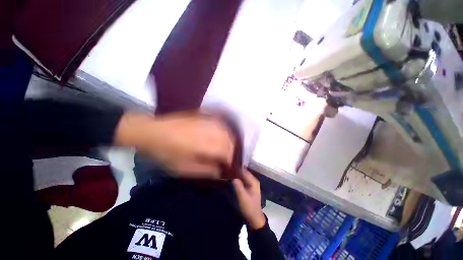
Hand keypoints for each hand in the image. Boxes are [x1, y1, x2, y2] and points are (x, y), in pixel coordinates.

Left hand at [115, 112, 234, 178]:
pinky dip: (223, 130)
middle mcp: (209, 132)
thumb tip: (220, 172)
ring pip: (226, 131)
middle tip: (227, 158)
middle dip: (231, 150)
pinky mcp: (203, 117)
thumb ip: (205, 171)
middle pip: (229, 140)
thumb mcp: (183, 168)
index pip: (226, 153)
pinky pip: (219, 123)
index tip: (229, 167)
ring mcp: (206, 122)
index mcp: (205, 146)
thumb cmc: (166, 152)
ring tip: (225, 147)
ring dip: (229, 140)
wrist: (152, 131)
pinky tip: (220, 134)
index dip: (230, 160)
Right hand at [233, 170, 265, 229]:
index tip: (229, 167)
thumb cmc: (249, 208)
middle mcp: (254, 181)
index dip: (237, 169)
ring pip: (244, 176)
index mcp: (254, 182)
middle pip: (245, 173)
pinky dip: (239, 179)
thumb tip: (233, 177)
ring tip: (229, 174)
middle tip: (228, 170)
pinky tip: (234, 180)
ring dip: (238, 175)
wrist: (254, 218)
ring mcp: (253, 184)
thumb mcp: (242, 197)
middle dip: (237, 171)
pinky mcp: (250, 188)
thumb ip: (238, 186)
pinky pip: (244, 180)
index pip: (245, 171)